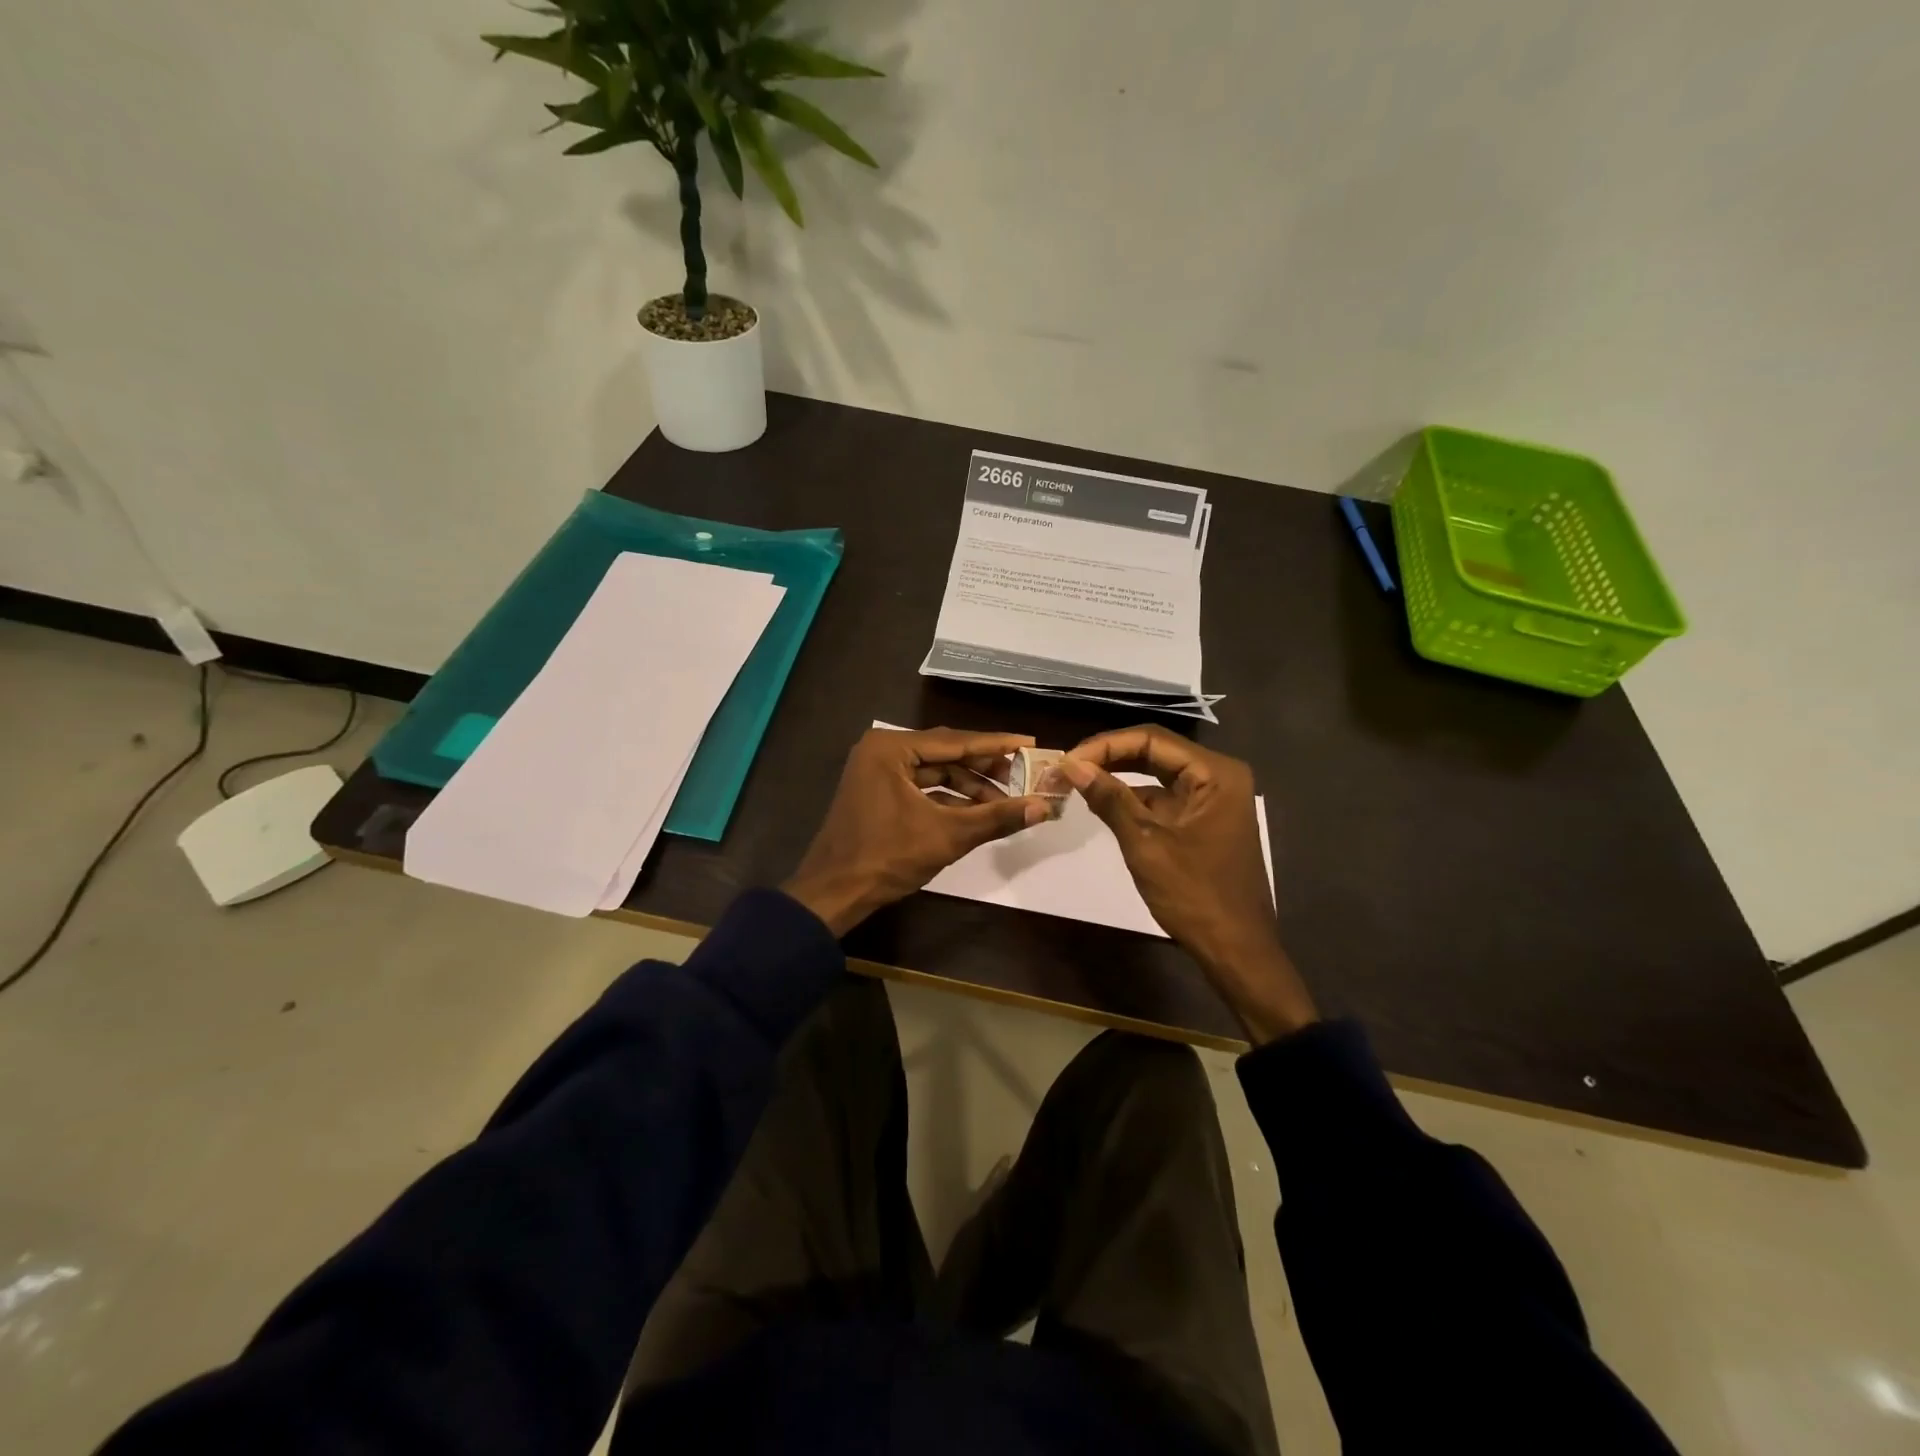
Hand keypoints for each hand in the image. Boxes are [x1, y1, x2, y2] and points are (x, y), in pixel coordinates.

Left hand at [784, 727, 1052, 935]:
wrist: (835, 892)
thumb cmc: (888, 856)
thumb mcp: (948, 835)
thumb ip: (996, 817)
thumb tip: (1043, 807)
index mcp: (892, 748)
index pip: (956, 741)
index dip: (997, 745)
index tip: (1030, 743)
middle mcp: (882, 750)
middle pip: (946, 753)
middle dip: (984, 767)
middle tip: (1024, 774)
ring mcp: (877, 771)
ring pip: (934, 772)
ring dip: (968, 786)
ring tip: (1005, 801)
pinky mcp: (877, 792)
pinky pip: (921, 787)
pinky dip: (948, 798)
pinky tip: (977, 812)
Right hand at [1061, 725, 1316, 1043]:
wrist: (1236, 949)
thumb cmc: (1194, 895)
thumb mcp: (1146, 843)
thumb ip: (1110, 799)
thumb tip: (1072, 766)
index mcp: (1214, 773)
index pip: (1151, 740)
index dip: (1105, 745)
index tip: (1067, 760)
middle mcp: (1217, 776)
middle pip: (1154, 752)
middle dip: (1109, 757)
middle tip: (1067, 768)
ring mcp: (1212, 799)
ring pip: (1156, 774)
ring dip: (1118, 776)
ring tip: (1076, 782)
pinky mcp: (1203, 820)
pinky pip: (1163, 797)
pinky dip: (1133, 799)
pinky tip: (1102, 803)